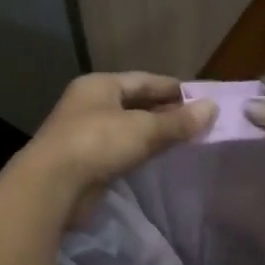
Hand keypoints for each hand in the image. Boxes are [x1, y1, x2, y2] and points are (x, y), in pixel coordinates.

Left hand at [20, 72, 214, 219]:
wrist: (52, 185)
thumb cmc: (97, 143)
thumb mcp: (143, 129)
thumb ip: (177, 122)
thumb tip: (212, 108)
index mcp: (100, 85)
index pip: (144, 80)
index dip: (173, 89)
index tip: (201, 98)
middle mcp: (90, 104)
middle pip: (135, 103)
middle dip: (165, 112)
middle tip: (197, 122)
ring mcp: (85, 133)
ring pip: (127, 128)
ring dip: (153, 134)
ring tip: (184, 140)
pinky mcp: (85, 160)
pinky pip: (120, 150)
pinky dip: (139, 152)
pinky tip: (158, 159)